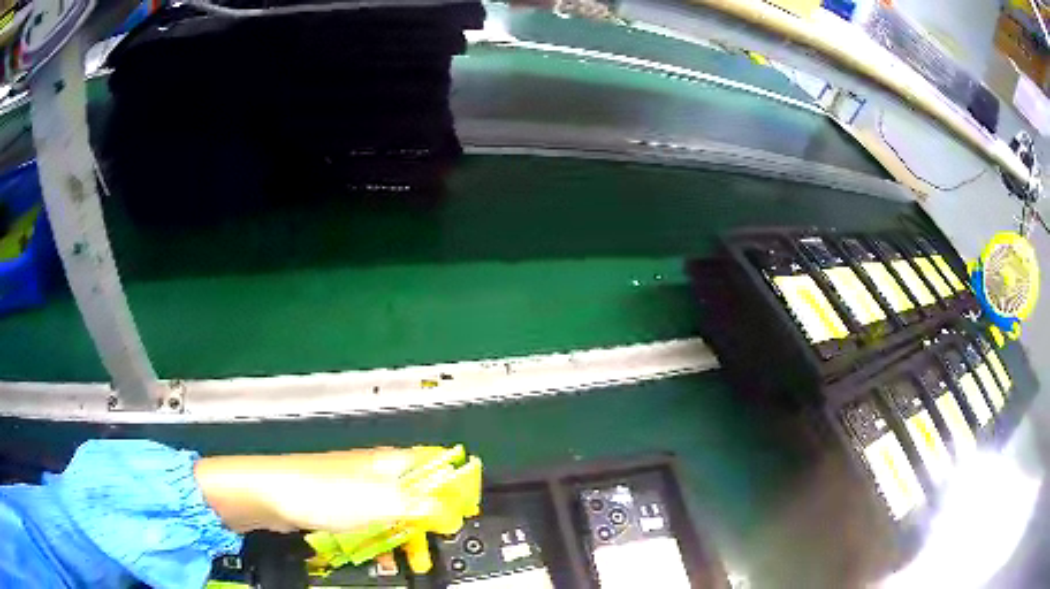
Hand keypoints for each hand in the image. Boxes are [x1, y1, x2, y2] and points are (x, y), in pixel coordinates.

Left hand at [195, 448, 443, 533]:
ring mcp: (354, 487)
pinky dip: (381, 535)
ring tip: (413, 554)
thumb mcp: (381, 502)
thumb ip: (421, 507)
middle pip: (415, 490)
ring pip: (393, 509)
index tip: (466, 510)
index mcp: (389, 462)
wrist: (272, 496)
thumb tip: (455, 511)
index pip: (433, 465)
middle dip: (430, 516)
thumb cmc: (326, 494)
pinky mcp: (338, 503)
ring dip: (406, 531)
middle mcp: (374, 470)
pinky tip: (380, 552)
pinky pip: (370, 520)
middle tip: (439, 540)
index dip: (453, 485)